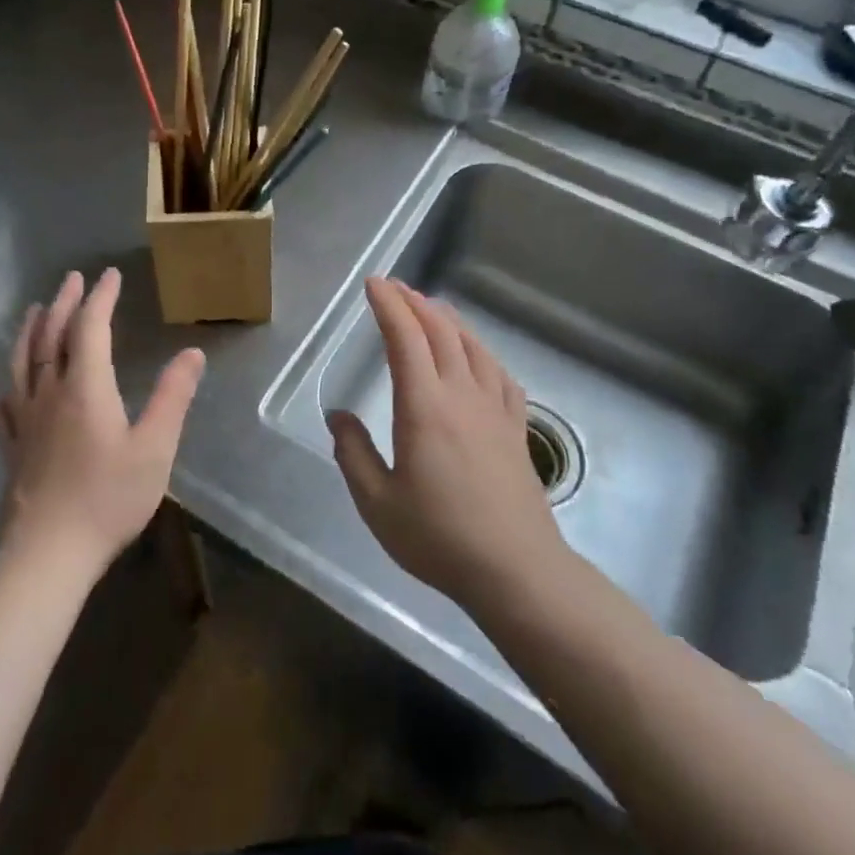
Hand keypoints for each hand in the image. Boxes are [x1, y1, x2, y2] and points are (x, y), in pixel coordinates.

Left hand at [0, 269, 205, 576]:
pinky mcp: (11, 447)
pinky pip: (6, 401)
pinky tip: (11, 384)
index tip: (110, 275)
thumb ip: (173, 397)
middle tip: (72, 279)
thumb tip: (192, 353)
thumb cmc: (108, 498)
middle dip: (64, 303)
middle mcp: (49, 393)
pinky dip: (11, 380)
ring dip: (31, 330)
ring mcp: (24, 420)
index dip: (100, 298)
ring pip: (22, 361)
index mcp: (85, 387)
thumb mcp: (155, 447)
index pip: (90, 328)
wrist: (47, 553)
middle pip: (52, 336)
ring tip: (36, 310)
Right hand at [328, 277, 565, 611]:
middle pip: (441, 332)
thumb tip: (338, 417)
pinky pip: (500, 375)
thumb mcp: (377, 503)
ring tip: (431, 308)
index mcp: (424, 407)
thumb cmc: (439, 538)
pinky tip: (479, 357)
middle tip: (395, 287)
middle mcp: (462, 396)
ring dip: (449, 320)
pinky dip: (483, 353)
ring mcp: (495, 410)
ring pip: (473, 347)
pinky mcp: (516, 429)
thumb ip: (353, 454)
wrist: (516, 570)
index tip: (374, 284)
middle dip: (415, 303)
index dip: (389, 306)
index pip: (406, 339)